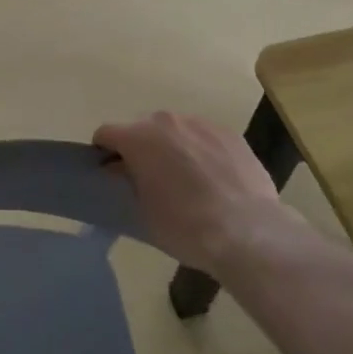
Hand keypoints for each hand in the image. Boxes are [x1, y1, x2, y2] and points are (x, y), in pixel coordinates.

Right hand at [94, 110, 283, 271]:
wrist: (248, 232)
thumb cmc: (185, 226)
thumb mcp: (144, 211)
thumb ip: (130, 182)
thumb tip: (126, 171)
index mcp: (138, 138)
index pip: (106, 133)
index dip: (104, 152)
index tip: (111, 172)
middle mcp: (166, 121)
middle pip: (142, 128)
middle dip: (141, 148)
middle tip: (151, 179)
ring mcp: (201, 124)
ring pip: (176, 130)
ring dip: (173, 147)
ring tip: (188, 180)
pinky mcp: (230, 134)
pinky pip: (205, 137)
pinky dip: (202, 151)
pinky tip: (215, 179)